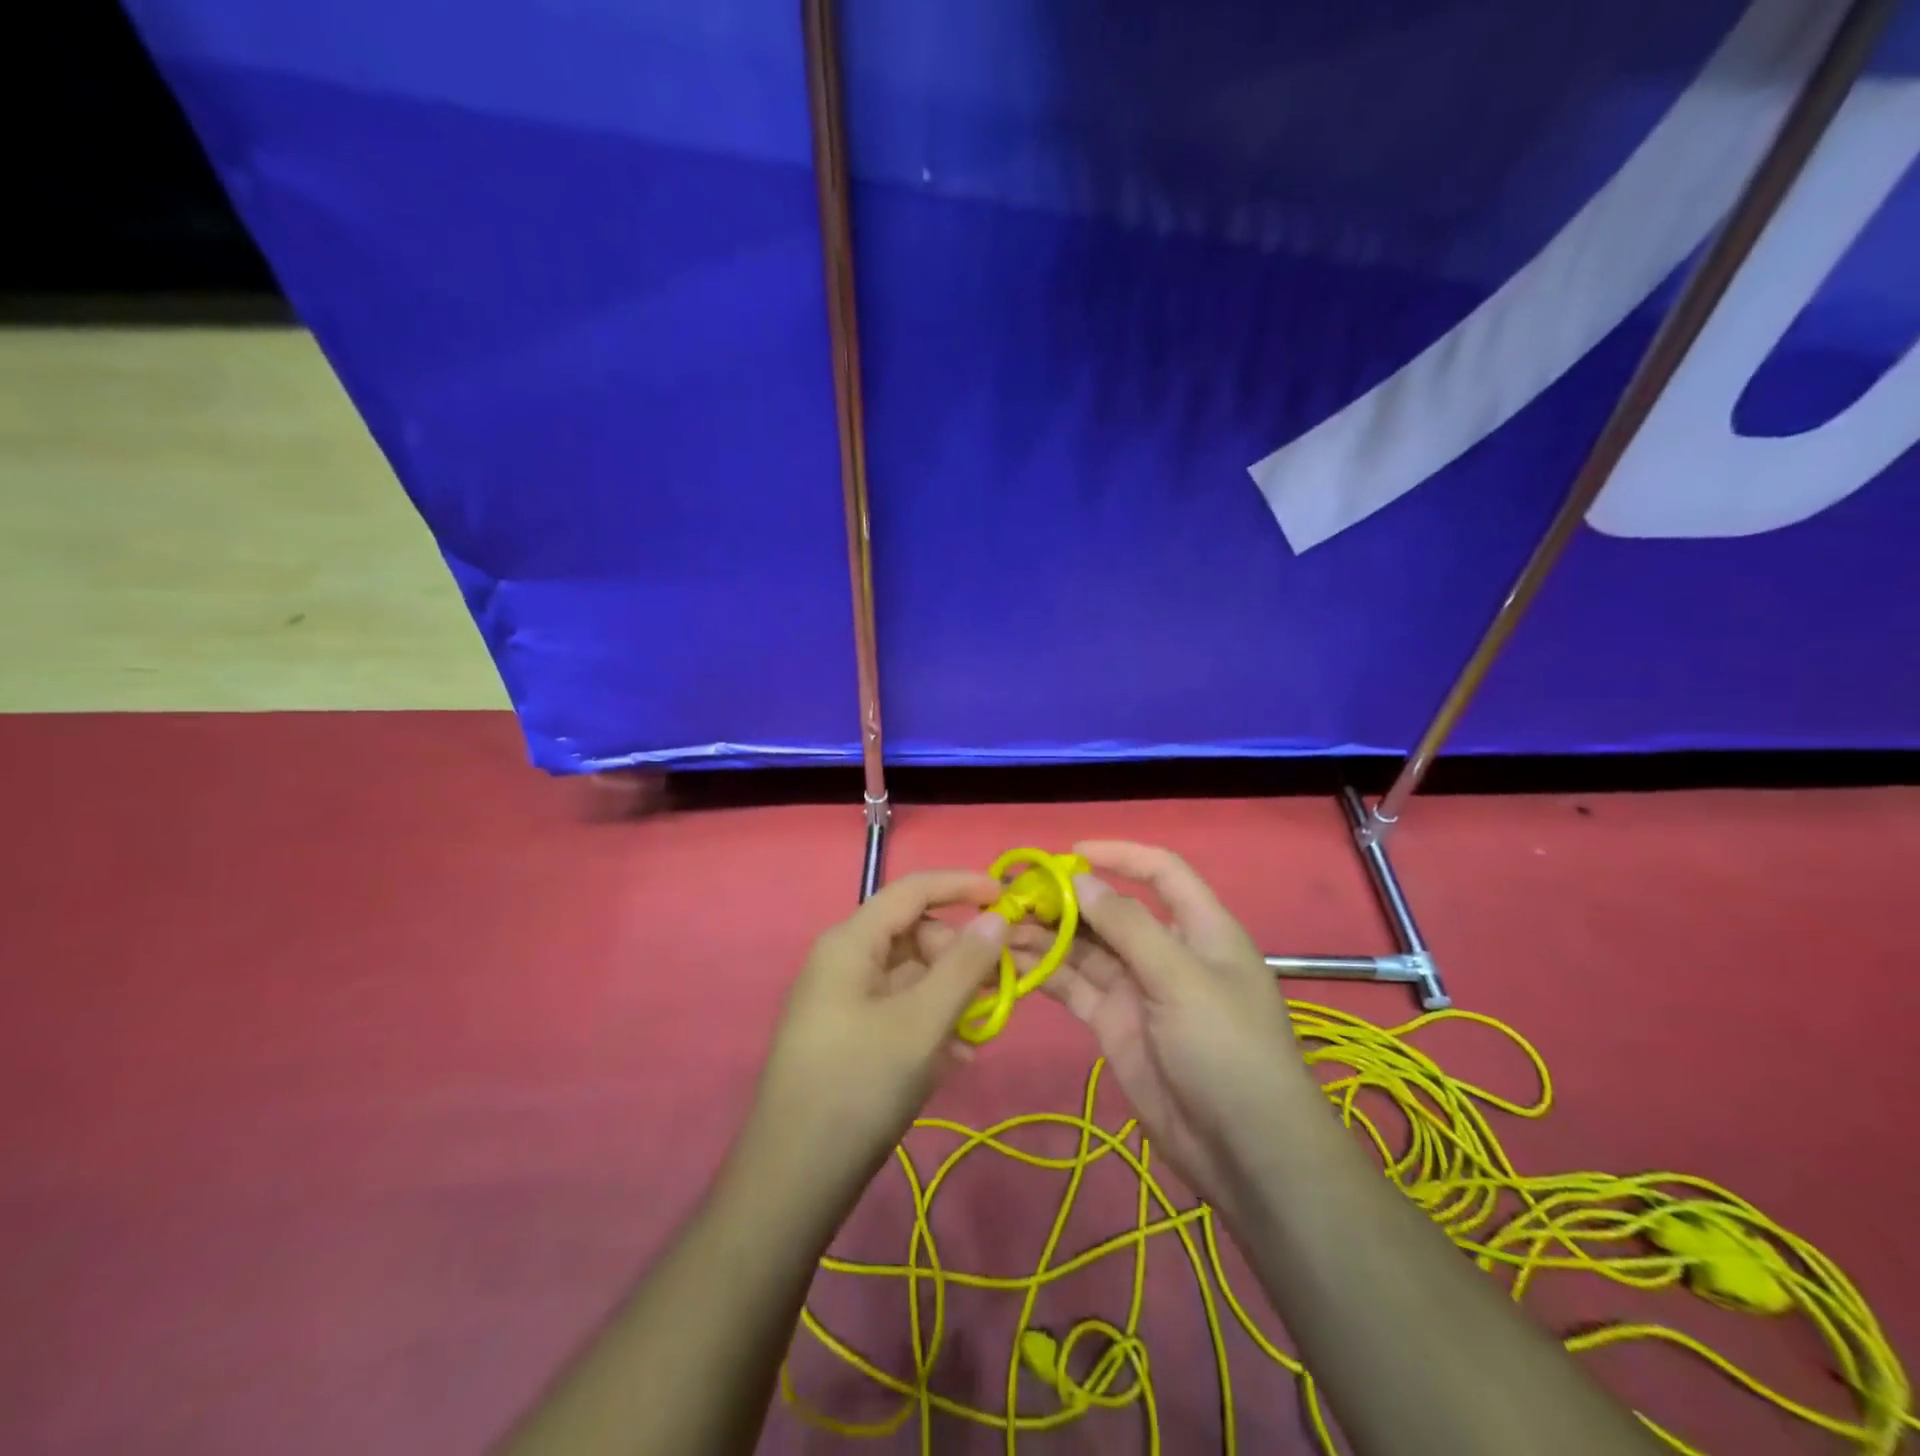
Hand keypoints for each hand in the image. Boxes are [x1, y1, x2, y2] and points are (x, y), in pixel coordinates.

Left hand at [738, 871, 1009, 1212]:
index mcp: (850, 943)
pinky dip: (932, 1023)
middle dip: (961, 954)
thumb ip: (964, 966)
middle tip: (1003, 985)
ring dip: (952, 994)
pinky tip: (959, 1059)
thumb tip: (995, 917)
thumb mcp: (922, 1023)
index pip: (912, 889)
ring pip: (911, 976)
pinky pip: (900, 1011)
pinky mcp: (849, 1037)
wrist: (793, 1181)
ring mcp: (844, 1001)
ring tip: (984, 1029)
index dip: (961, 884)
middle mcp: (844, 961)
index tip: (1007, 896)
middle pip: (914, 934)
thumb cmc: (859, 1086)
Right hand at [1032, 841, 1318, 1216]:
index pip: (1161, 872)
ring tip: (1000, 927)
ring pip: (1085, 949)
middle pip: (1111, 912)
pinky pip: (1076, 987)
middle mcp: (1165, 951)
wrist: (1243, 1151)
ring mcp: (1137, 989)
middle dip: (1067, 900)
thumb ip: (1129, 927)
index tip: (1070, 854)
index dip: (1120, 855)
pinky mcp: (1114, 1024)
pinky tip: (1012, 962)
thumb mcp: (1181, 978)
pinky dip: (1046, 973)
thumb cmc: (1226, 1048)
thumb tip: (1081, 881)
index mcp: (1199, 928)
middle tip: (1015, 895)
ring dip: (1047, 936)